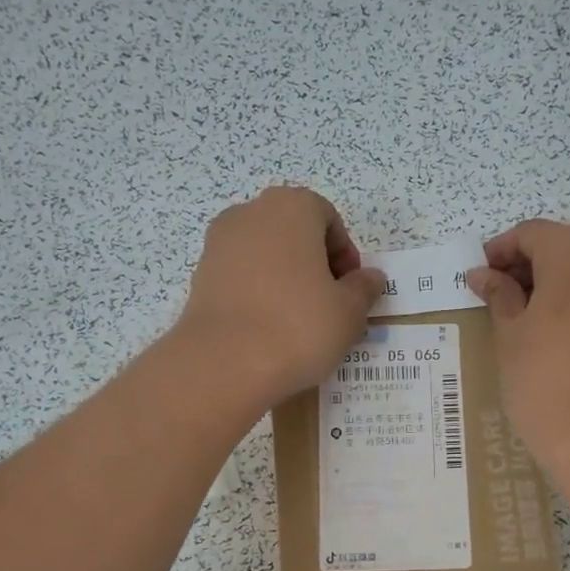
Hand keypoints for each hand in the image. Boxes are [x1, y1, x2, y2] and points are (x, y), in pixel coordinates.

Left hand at [174, 187, 384, 410]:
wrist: (223, 364)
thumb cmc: (298, 326)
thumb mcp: (349, 312)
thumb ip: (363, 289)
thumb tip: (369, 278)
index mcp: (291, 207)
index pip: (328, 218)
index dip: (345, 254)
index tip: (350, 290)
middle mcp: (250, 213)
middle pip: (293, 232)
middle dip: (314, 262)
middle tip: (328, 304)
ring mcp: (219, 243)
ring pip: (265, 254)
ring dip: (285, 278)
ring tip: (297, 320)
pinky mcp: (200, 275)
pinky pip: (241, 277)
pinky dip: (258, 293)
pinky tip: (267, 328)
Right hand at [469, 219, 569, 470]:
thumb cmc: (545, 383)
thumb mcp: (510, 336)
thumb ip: (499, 295)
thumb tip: (484, 274)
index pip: (532, 233)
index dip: (501, 250)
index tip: (480, 276)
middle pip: (566, 245)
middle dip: (532, 264)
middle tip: (502, 295)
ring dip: (561, 281)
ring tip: (533, 315)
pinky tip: (568, 332)